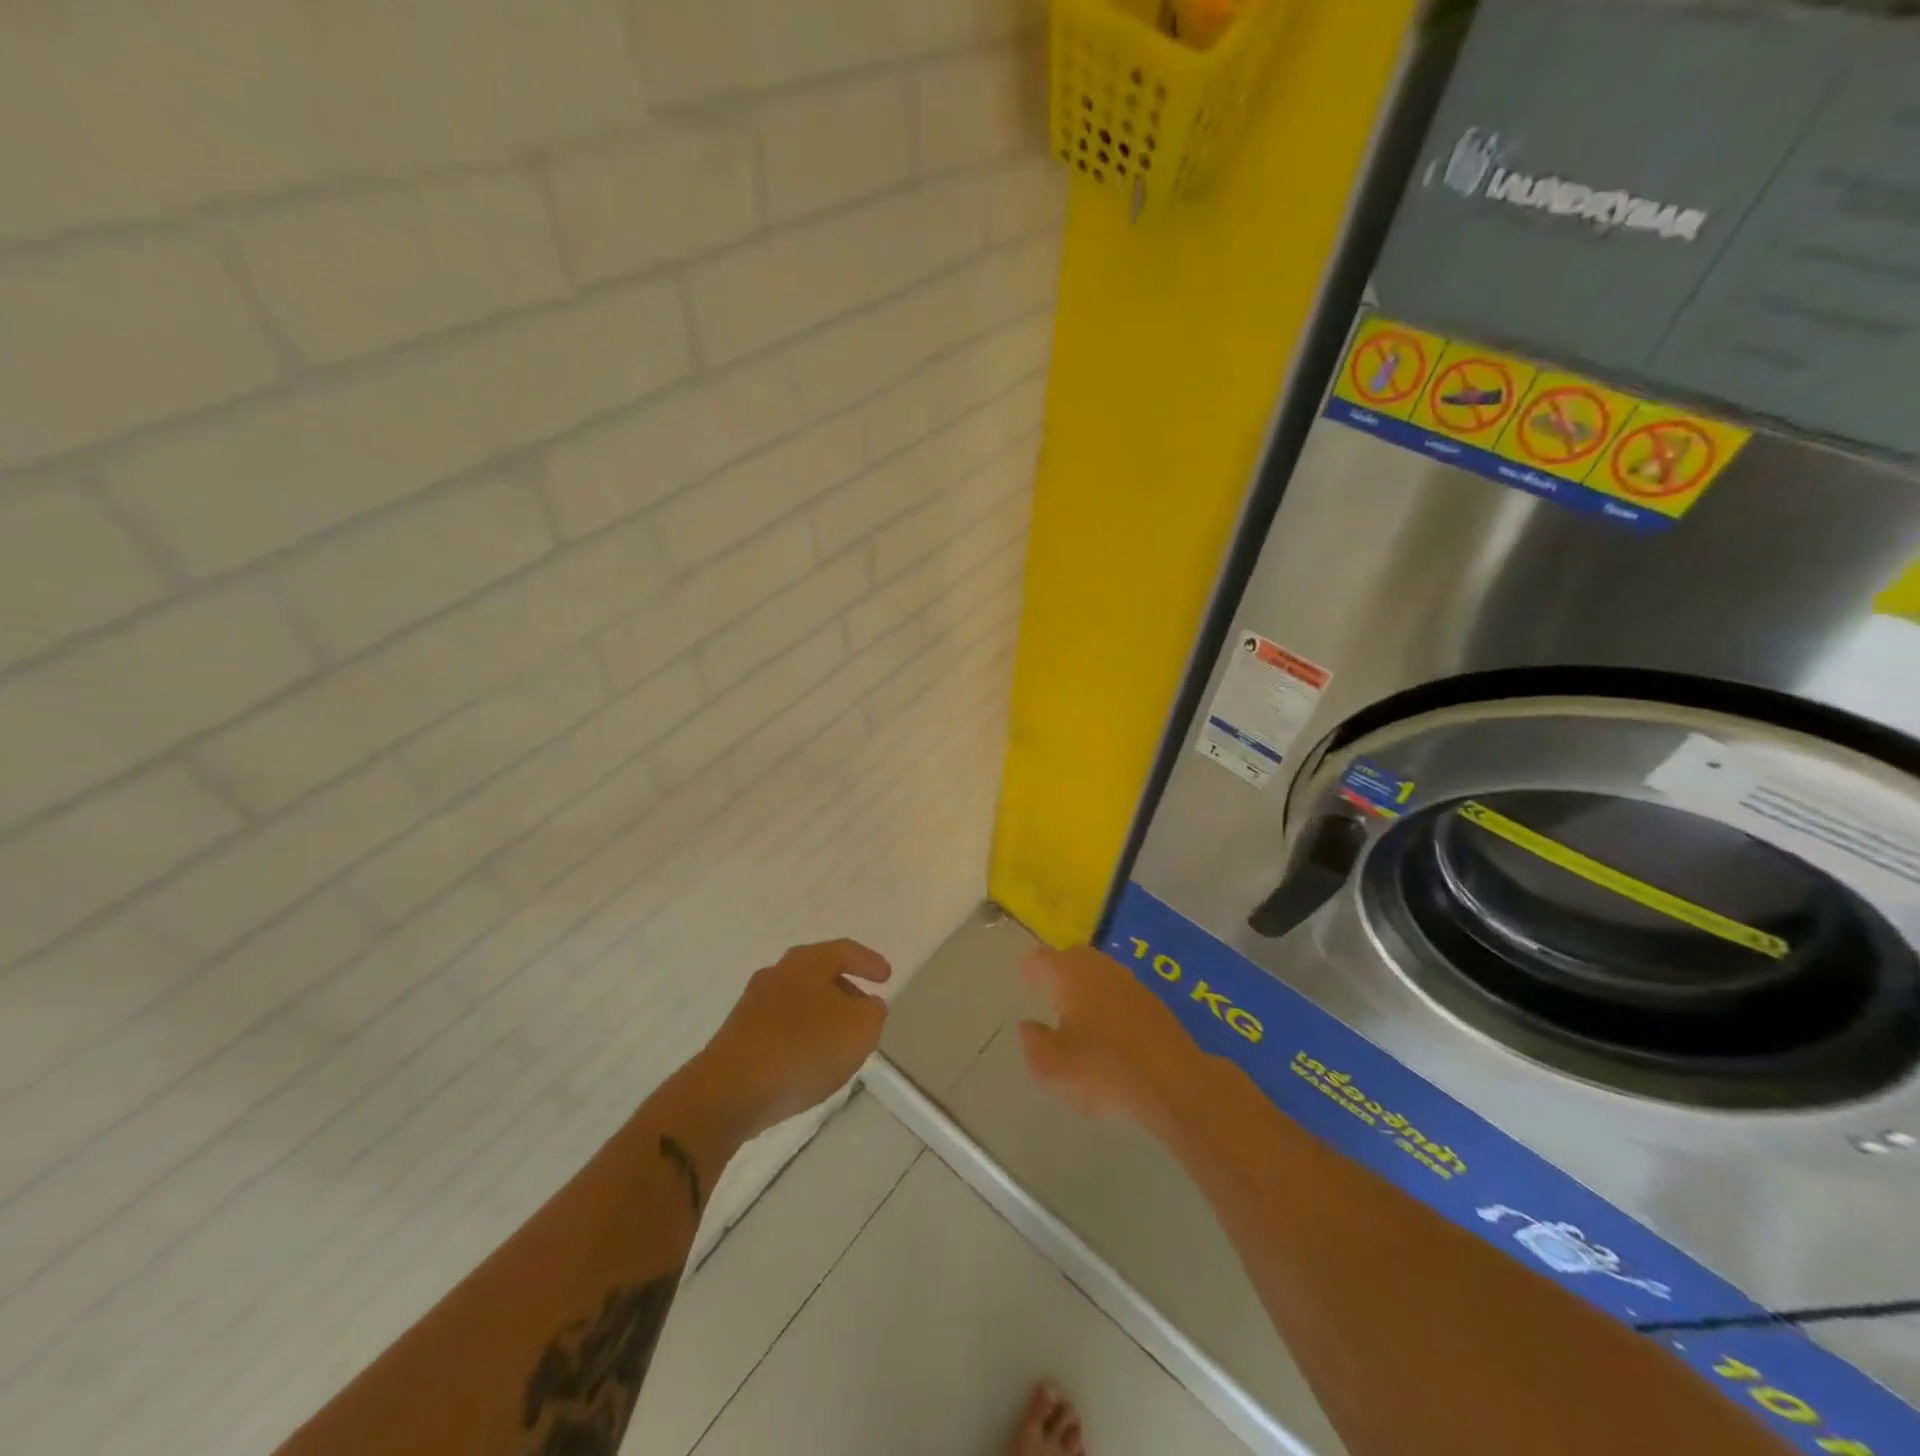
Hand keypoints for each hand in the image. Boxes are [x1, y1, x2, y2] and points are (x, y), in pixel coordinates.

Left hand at [701, 939, 891, 1138]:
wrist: (728, 1091)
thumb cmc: (802, 1049)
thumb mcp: (859, 1029)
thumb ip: (872, 1012)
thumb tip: (867, 1005)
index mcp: (806, 962)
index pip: (844, 951)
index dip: (868, 962)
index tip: (886, 977)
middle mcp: (776, 974)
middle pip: (818, 974)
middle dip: (845, 990)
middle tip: (865, 1009)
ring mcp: (753, 1006)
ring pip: (799, 1001)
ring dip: (822, 1016)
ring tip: (840, 1041)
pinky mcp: (739, 1037)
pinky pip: (781, 1027)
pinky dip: (801, 1036)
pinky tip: (809, 1062)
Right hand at [1018, 945, 1212, 1135]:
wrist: (1173, 1081)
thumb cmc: (1102, 1069)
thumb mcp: (1052, 1067)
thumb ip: (1033, 1042)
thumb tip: (1027, 1025)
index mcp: (1070, 974)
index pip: (1042, 958)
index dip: (1031, 968)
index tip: (1025, 980)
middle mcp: (1100, 968)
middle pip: (1074, 957)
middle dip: (1059, 969)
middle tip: (1049, 988)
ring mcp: (1131, 982)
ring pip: (1100, 971)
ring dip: (1086, 983)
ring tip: (1077, 1009)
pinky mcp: (1154, 1001)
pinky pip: (1121, 991)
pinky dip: (1109, 1000)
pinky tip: (1109, 1027)